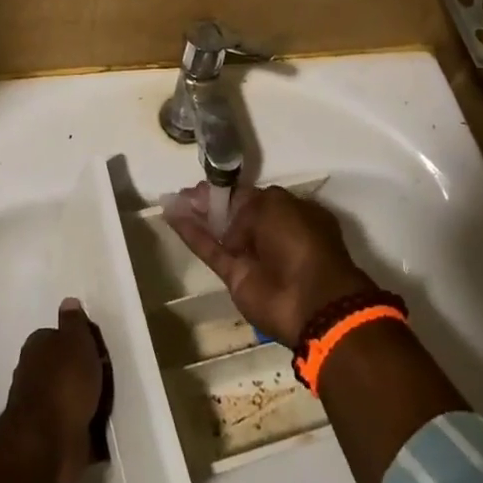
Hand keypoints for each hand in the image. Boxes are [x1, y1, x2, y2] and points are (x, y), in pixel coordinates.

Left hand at [0, 298, 107, 482]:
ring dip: (87, 402)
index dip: (79, 341)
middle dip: (84, 373)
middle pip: (64, 368)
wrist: (48, 446)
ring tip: (112, 404)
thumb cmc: (64, 383)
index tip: (100, 348)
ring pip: (70, 398)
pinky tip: (106, 432)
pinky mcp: (52, 440)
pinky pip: (76, 428)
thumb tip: (68, 301)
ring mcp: (41, 410)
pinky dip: (89, 430)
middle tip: (110, 376)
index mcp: (36, 348)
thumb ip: (74, 323)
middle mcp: (33, 376)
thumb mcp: (75, 341)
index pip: (57, 336)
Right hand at [163, 184, 374, 342]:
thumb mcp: (276, 204)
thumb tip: (231, 219)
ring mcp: (252, 256)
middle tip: (186, 193)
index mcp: (289, 212)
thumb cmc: (300, 240)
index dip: (228, 190)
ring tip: (173, 199)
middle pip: (232, 213)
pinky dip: (191, 235)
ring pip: (219, 231)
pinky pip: (210, 251)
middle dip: (209, 201)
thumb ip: (247, 204)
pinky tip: (172, 216)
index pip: (252, 197)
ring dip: (196, 215)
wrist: (311, 300)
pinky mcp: (235, 277)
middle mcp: (270, 232)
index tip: (207, 183)